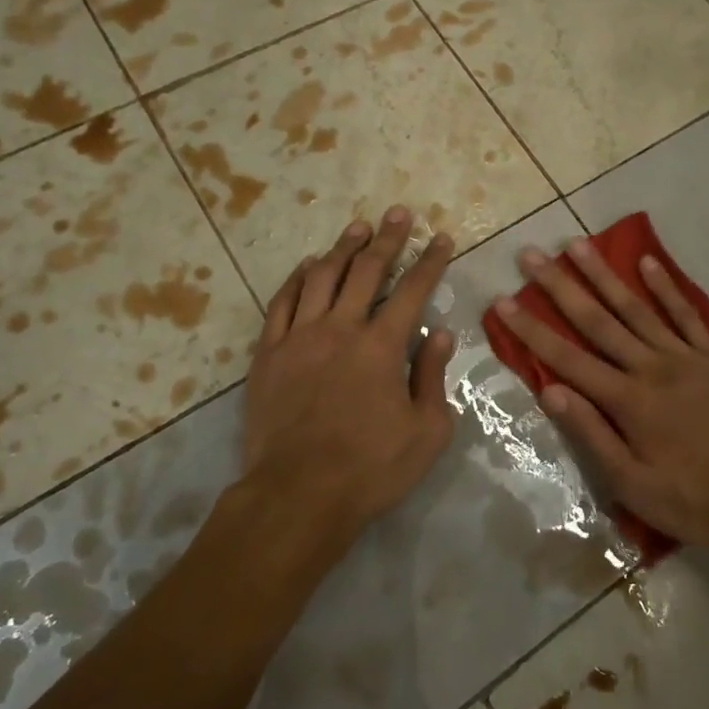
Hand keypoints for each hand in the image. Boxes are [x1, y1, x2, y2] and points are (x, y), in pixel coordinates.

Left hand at [242, 207, 456, 551]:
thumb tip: (440, 333)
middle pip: (366, 270)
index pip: (413, 290)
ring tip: (358, 228)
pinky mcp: (269, 353)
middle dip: (387, 238)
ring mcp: (300, 337)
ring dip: (343, 248)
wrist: (297, 495)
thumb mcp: (426, 431)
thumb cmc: (371, 469)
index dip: (430, 261)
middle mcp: (341, 328)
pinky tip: (306, 266)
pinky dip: (297, 279)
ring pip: (322, 276)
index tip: (440, 238)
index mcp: (382, 346)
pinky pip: (282, 302)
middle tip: (399, 213)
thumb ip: (433, 376)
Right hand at [493, 240, 708, 553]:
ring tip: (578, 244)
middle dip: (560, 287)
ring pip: (636, 308)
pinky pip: (687, 314)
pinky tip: (648, 262)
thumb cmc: (694, 500)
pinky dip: (667, 287)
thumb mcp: (634, 486)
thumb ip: (592, 435)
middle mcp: (651, 368)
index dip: (532, 330)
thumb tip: (551, 392)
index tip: (503, 301)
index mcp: (628, 401)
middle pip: (597, 321)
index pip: (567, 359)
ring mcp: (685, 357)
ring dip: (605, 275)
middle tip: (532, 254)